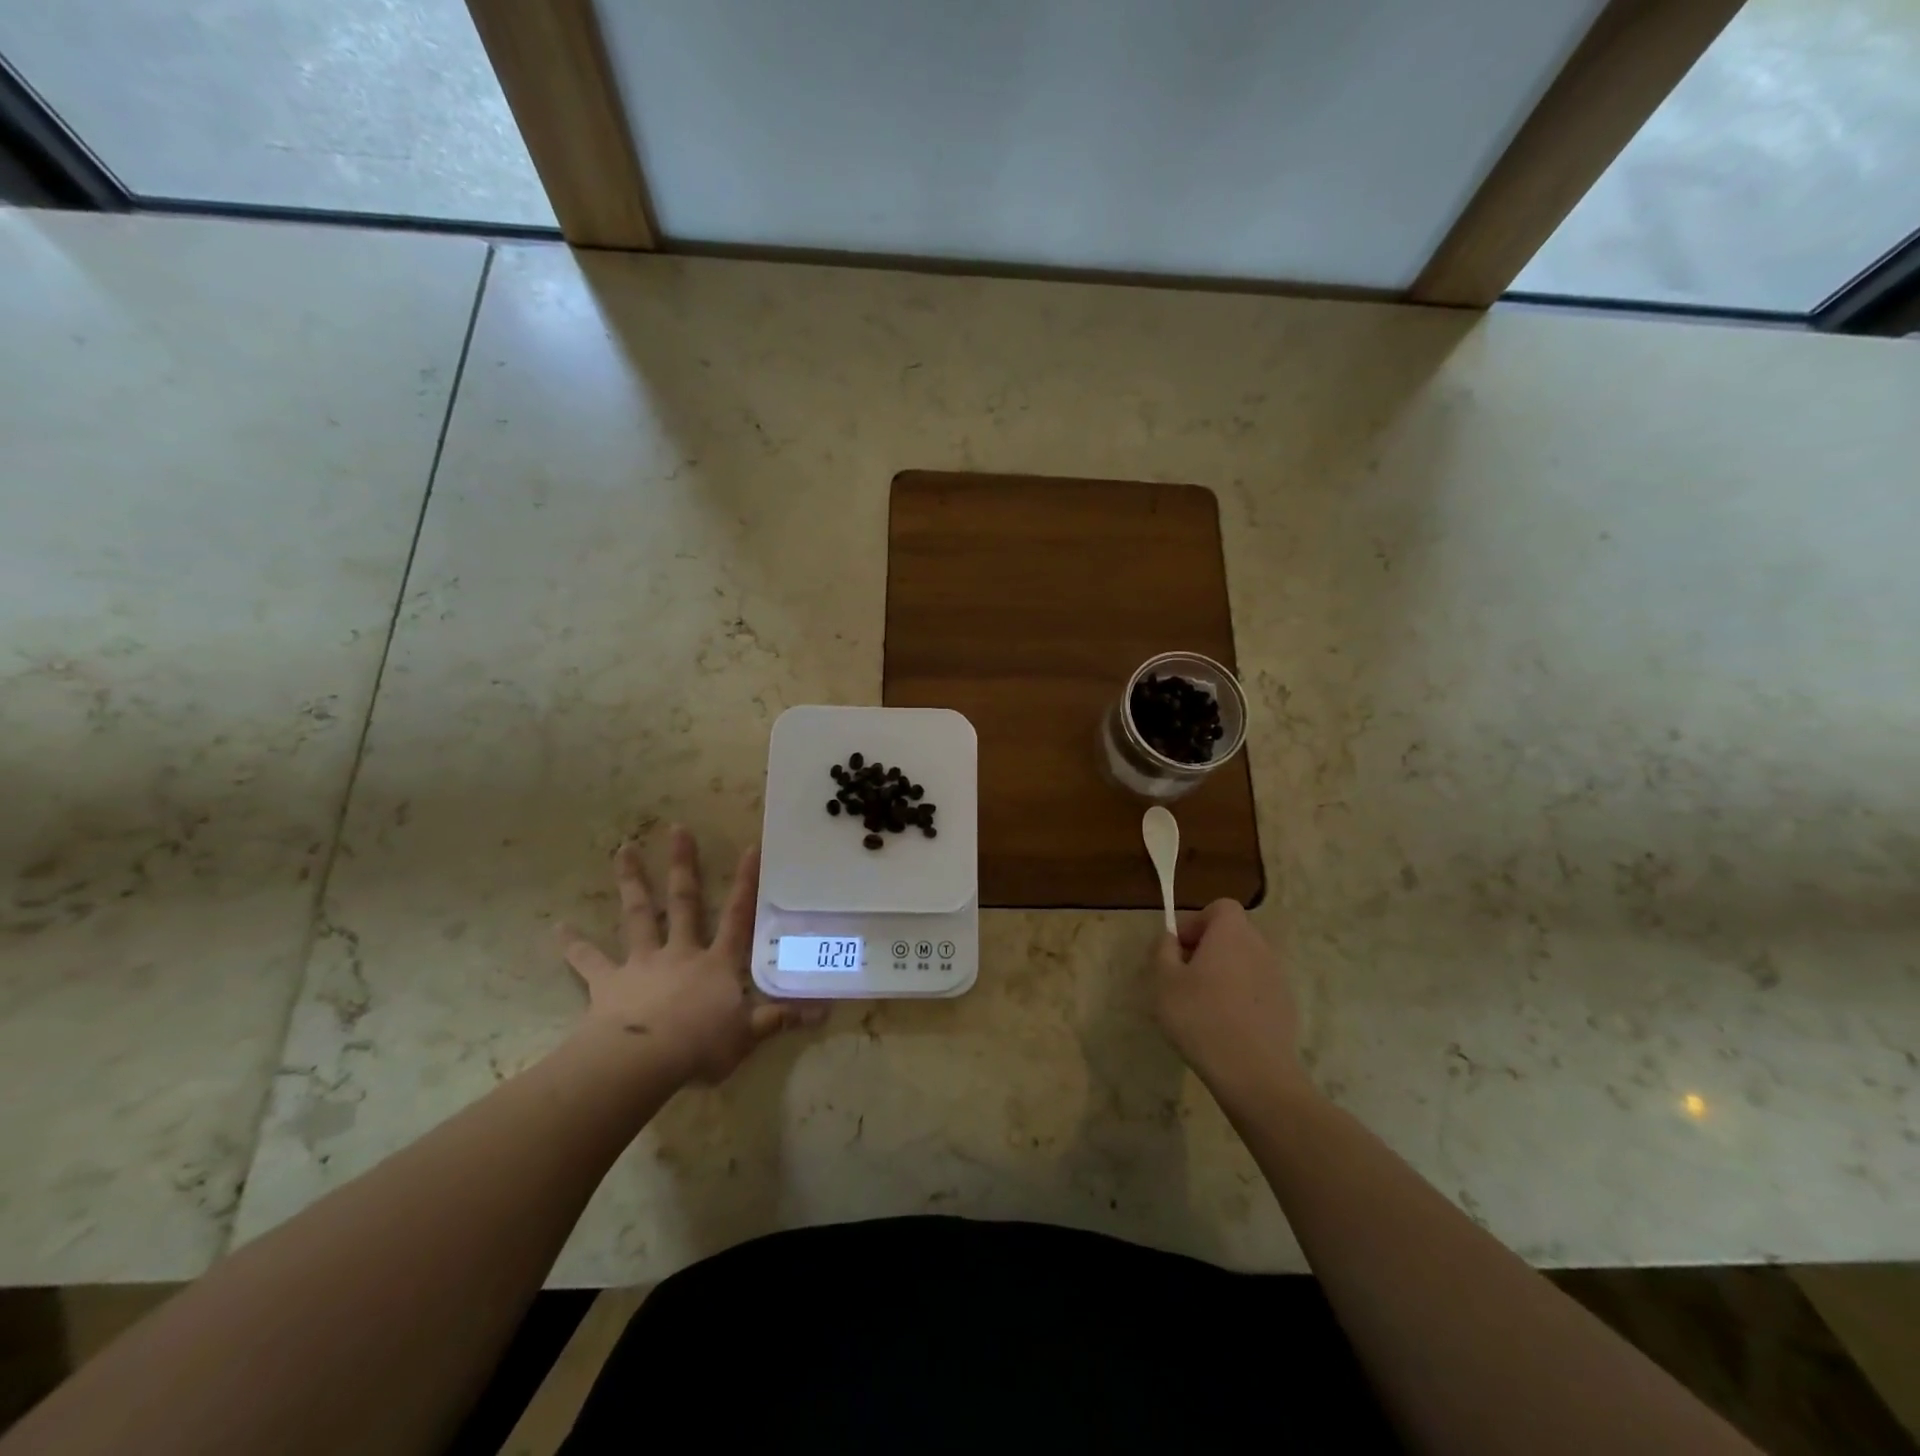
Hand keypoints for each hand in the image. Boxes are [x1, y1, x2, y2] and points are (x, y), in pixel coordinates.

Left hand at [559, 827, 814, 1085]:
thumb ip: (781, 1018)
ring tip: (623, 849)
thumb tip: (826, 1011)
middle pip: (683, 901)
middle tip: (677, 828)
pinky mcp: (608, 982)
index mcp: (717, 963)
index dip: (745, 883)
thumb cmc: (700, 1045)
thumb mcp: (748, 1035)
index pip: (737, 916)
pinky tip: (558, 929)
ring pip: (638, 915)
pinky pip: (589, 960)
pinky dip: (574, 945)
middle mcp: (681, 952)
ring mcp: (643, 963)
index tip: (749, 847)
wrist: (642, 1061)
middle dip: (683, 865)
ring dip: (632, 881)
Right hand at [1153, 899, 1309, 1110]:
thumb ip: (1163, 950)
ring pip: (1244, 962)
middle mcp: (1260, 947)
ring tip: (1202, 1004)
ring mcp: (1278, 978)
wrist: (1255, 1074)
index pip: (1220, 907)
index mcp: (1232, 933)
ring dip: (1224, 973)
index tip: (1179, 949)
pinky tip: (1224, 1025)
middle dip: (1207, 948)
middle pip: (1232, 934)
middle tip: (1184, 976)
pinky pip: (1257, 988)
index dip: (1197, 922)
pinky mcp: (1286, 1007)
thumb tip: (1170, 938)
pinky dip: (1240, 996)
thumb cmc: (1201, 1018)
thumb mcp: (1164, 981)